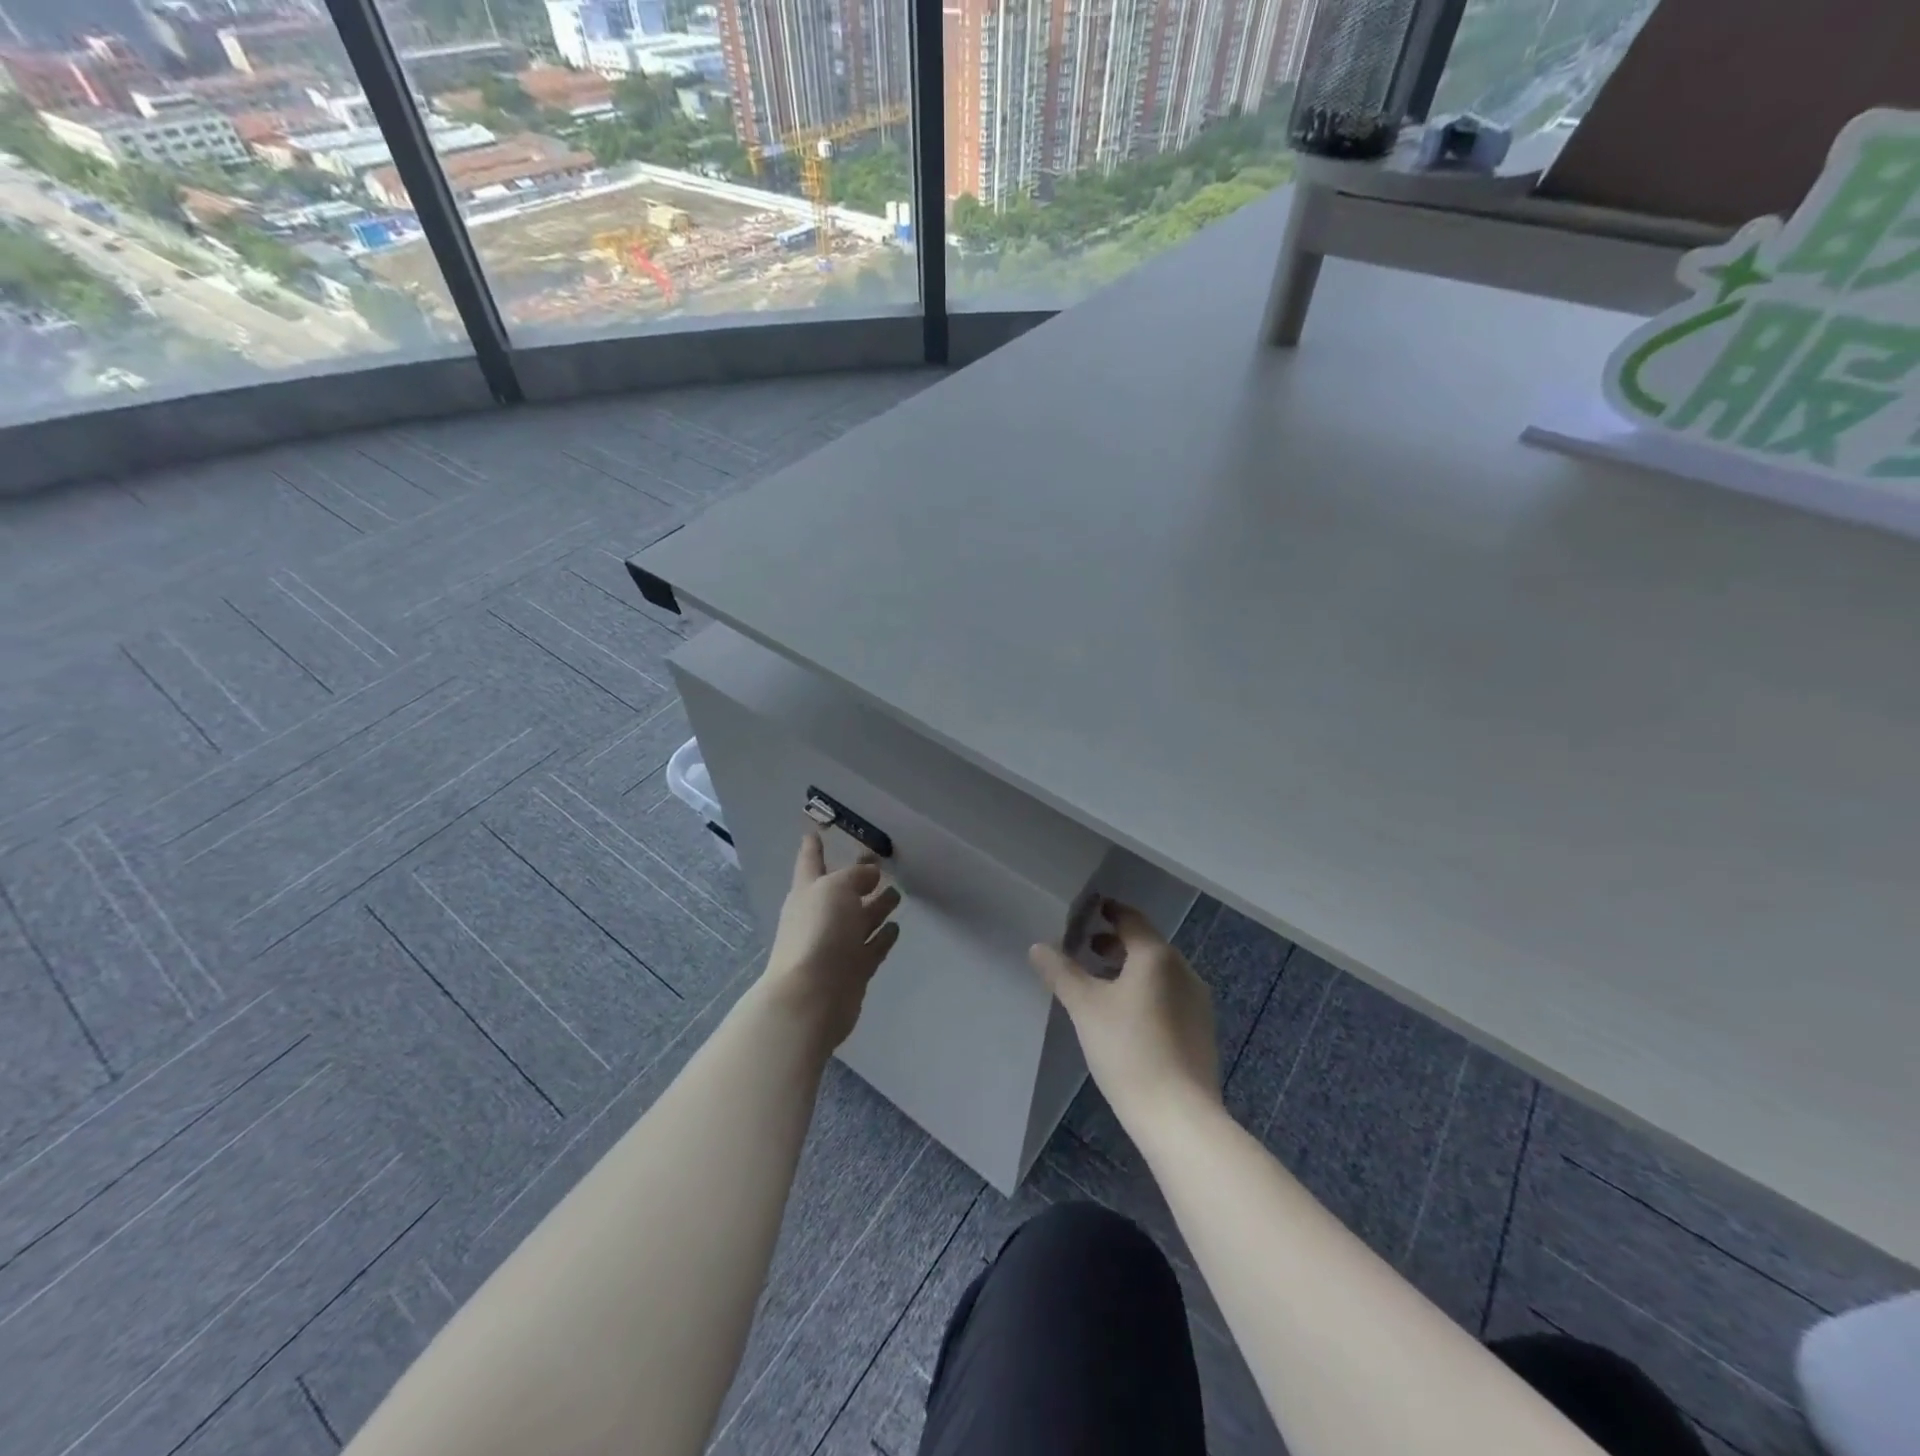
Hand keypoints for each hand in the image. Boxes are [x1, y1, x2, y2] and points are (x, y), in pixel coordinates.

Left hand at [761, 830, 901, 1050]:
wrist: (811, 997)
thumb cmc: (818, 932)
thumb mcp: (836, 889)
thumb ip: (855, 876)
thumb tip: (870, 873)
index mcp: (808, 891)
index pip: (810, 861)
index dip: (813, 846)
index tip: (815, 831)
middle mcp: (821, 915)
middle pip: (842, 892)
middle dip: (858, 878)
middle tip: (880, 864)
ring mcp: (837, 945)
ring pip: (860, 919)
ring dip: (876, 907)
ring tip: (896, 894)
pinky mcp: (853, 970)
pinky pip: (872, 947)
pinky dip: (883, 937)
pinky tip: (896, 927)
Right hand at [1029, 901, 1219, 1128]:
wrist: (1178, 1115)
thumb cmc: (1127, 1049)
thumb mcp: (1085, 1007)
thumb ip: (1061, 972)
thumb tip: (1038, 946)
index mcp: (1157, 955)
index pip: (1130, 919)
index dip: (1107, 912)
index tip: (1087, 912)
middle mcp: (1183, 970)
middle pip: (1146, 944)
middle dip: (1114, 943)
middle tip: (1084, 949)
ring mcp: (1197, 1001)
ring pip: (1158, 972)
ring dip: (1129, 969)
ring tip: (1100, 984)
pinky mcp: (1201, 1030)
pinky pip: (1169, 996)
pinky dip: (1145, 992)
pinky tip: (1126, 1018)